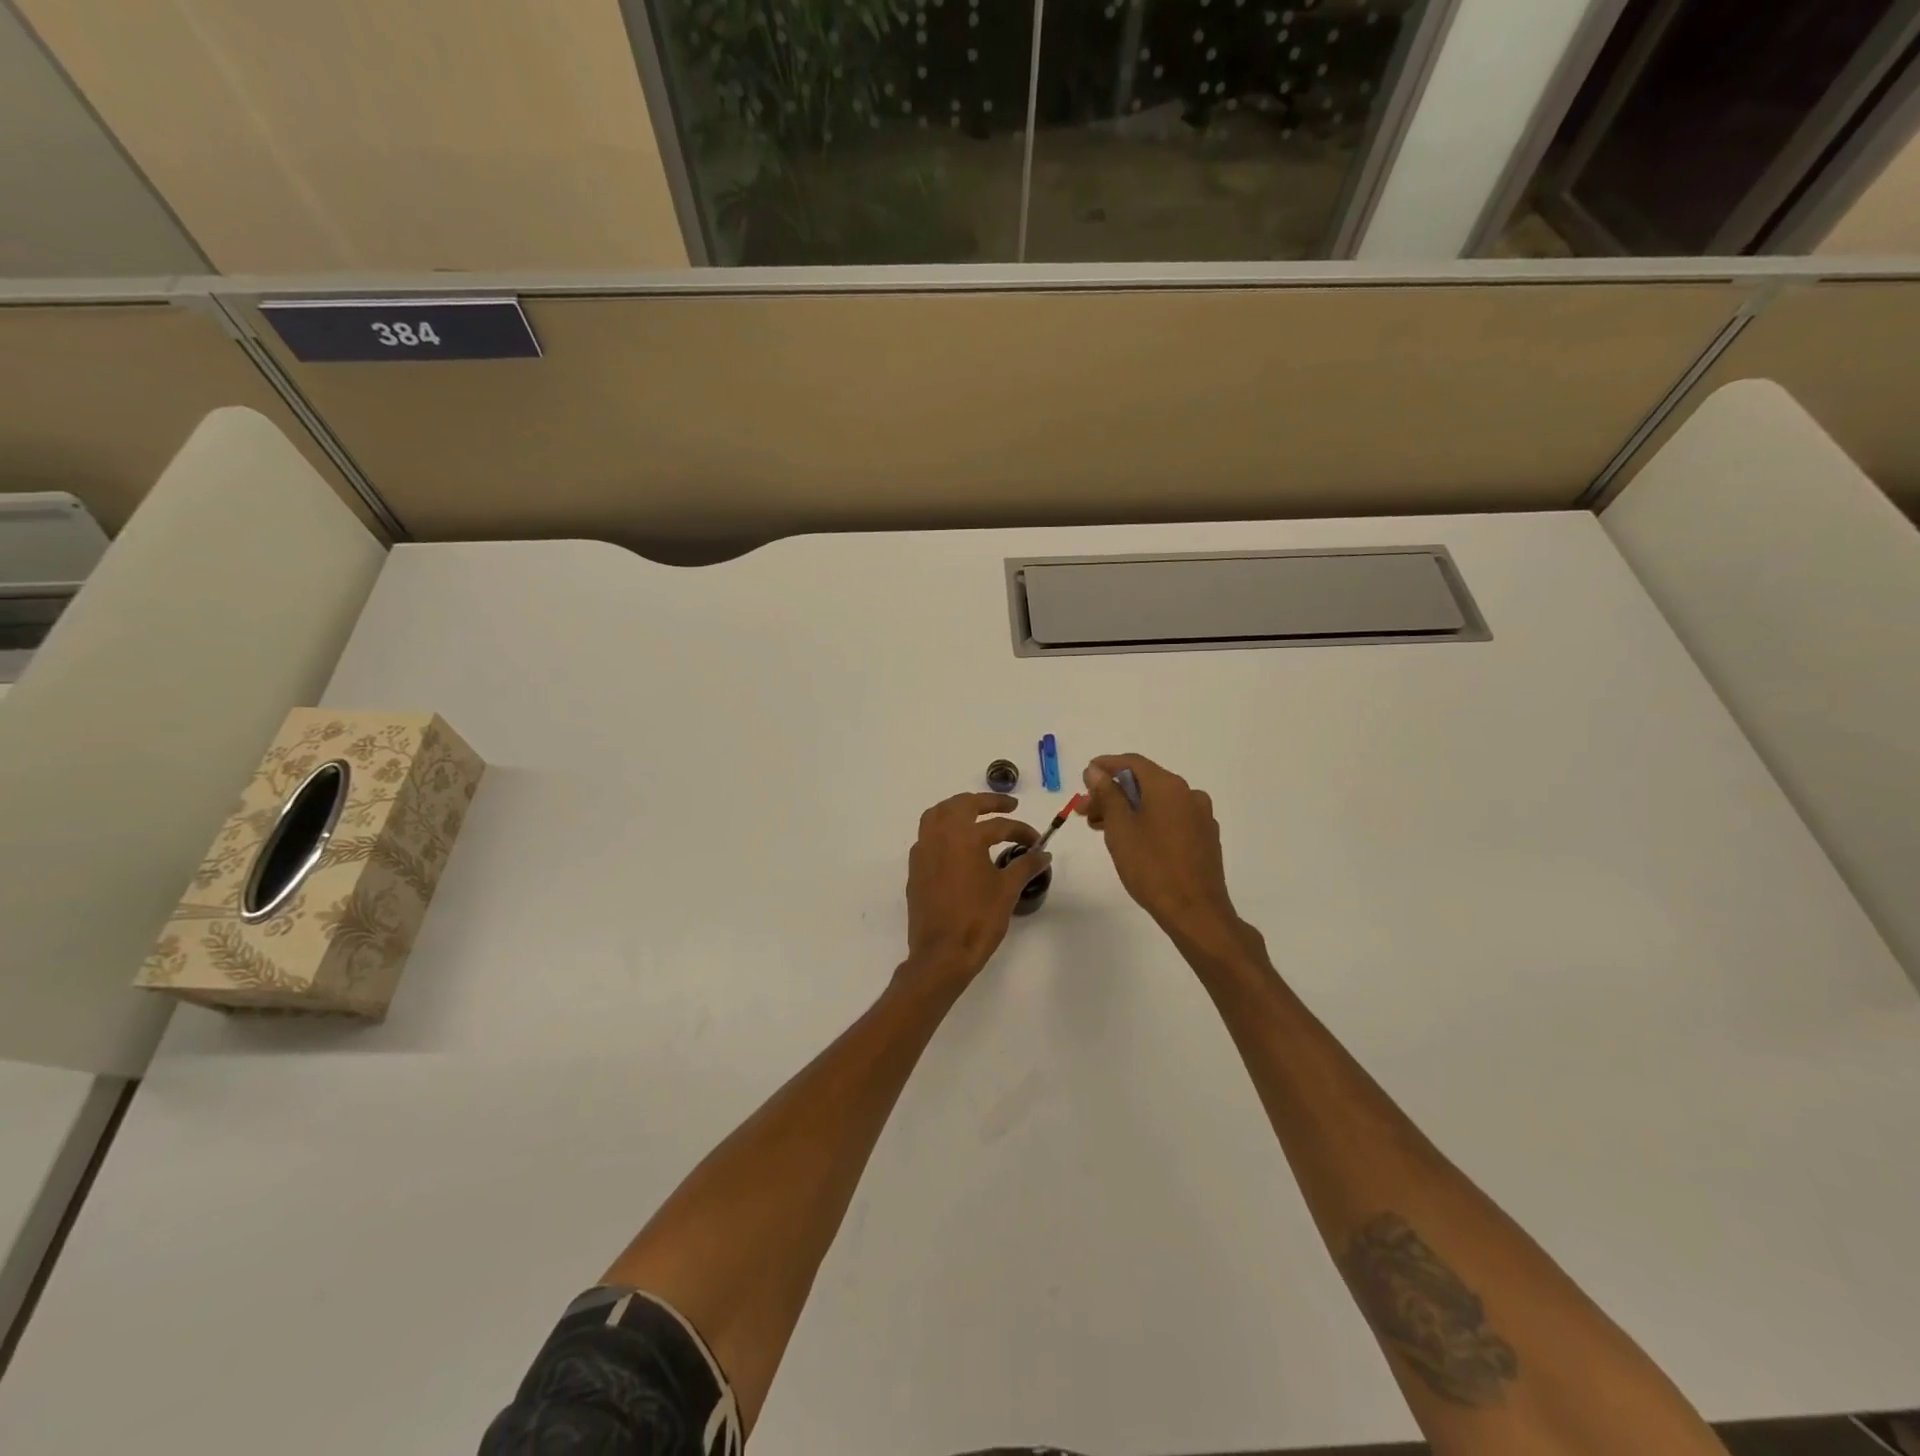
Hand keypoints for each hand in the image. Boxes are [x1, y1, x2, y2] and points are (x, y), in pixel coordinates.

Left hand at [902, 793, 1049, 986]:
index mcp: (964, 837)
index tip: (1036, 841)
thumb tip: (1043, 853)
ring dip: (958, 808)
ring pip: (937, 814)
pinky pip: (927, 835)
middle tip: (1008, 806)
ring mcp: (923, 851)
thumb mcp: (1007, 890)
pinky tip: (957, 843)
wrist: (941, 954)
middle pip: (962, 805)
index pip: (998, 825)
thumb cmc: (978, 919)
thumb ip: (1025, 865)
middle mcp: (940, 836)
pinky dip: (943, 829)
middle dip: (987, 802)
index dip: (1021, 831)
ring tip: (977, 814)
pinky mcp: (915, 868)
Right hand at [1079, 754, 1248, 953]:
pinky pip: (1171, 818)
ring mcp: (1200, 817)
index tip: (1084, 776)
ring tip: (1103, 829)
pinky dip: (1148, 821)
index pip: (1133, 762)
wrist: (1196, 912)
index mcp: (1168, 786)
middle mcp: (1189, 794)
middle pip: (1144, 783)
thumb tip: (1095, 771)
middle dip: (1112, 793)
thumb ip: (1107, 794)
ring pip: (1157, 802)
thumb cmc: (1152, 866)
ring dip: (1128, 809)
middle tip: (1086, 811)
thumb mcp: (1120, 828)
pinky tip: (1132, 840)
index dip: (1106, 766)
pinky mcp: (1205, 838)